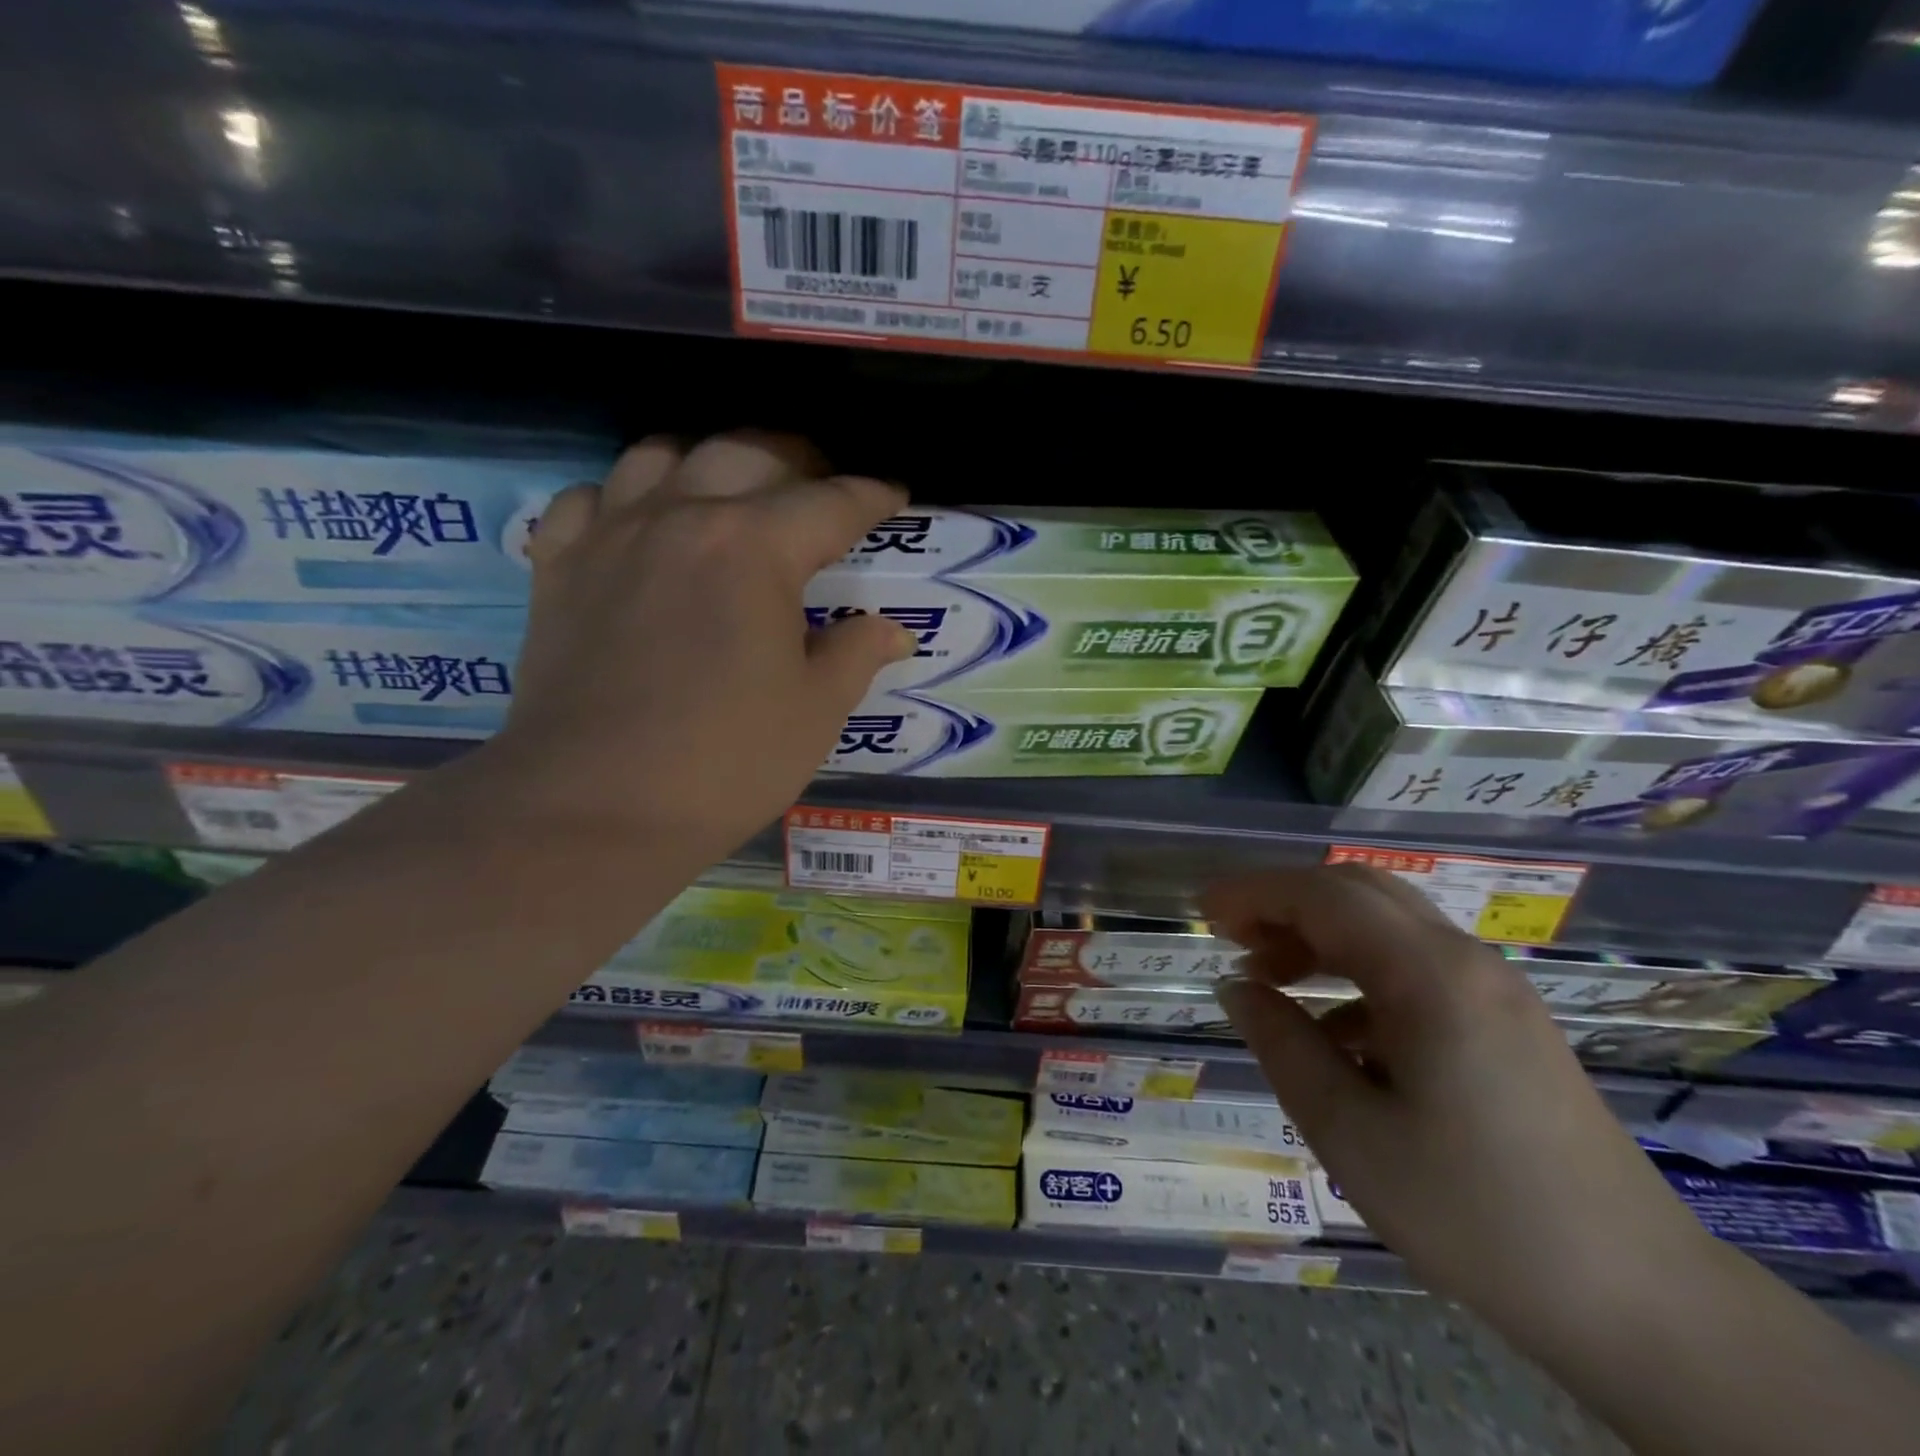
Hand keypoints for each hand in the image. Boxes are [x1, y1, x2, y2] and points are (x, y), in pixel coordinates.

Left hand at [473, 432, 914, 865]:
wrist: (595, 809)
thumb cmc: (726, 763)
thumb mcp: (815, 712)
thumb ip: (856, 655)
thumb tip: (891, 629)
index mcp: (755, 548)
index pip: (831, 502)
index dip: (872, 495)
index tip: (894, 496)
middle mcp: (681, 518)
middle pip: (747, 452)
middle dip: (799, 460)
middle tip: (823, 488)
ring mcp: (611, 536)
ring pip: (661, 454)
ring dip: (709, 460)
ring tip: (733, 491)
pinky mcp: (559, 569)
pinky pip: (587, 499)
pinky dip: (622, 497)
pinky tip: (640, 525)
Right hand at [1205, 866, 1716, 1345]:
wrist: (1640, 1303)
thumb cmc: (1474, 1214)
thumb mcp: (1348, 1131)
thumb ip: (1281, 1043)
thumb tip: (1237, 988)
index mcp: (1430, 976)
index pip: (1324, 896)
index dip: (1254, 892)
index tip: (1201, 912)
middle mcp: (1466, 961)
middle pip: (1359, 892)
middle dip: (1284, 902)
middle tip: (1230, 938)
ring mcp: (1495, 989)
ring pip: (1387, 925)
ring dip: (1320, 936)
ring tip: (1269, 980)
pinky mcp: (1507, 1022)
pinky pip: (1416, 966)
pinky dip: (1358, 973)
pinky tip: (1334, 1032)